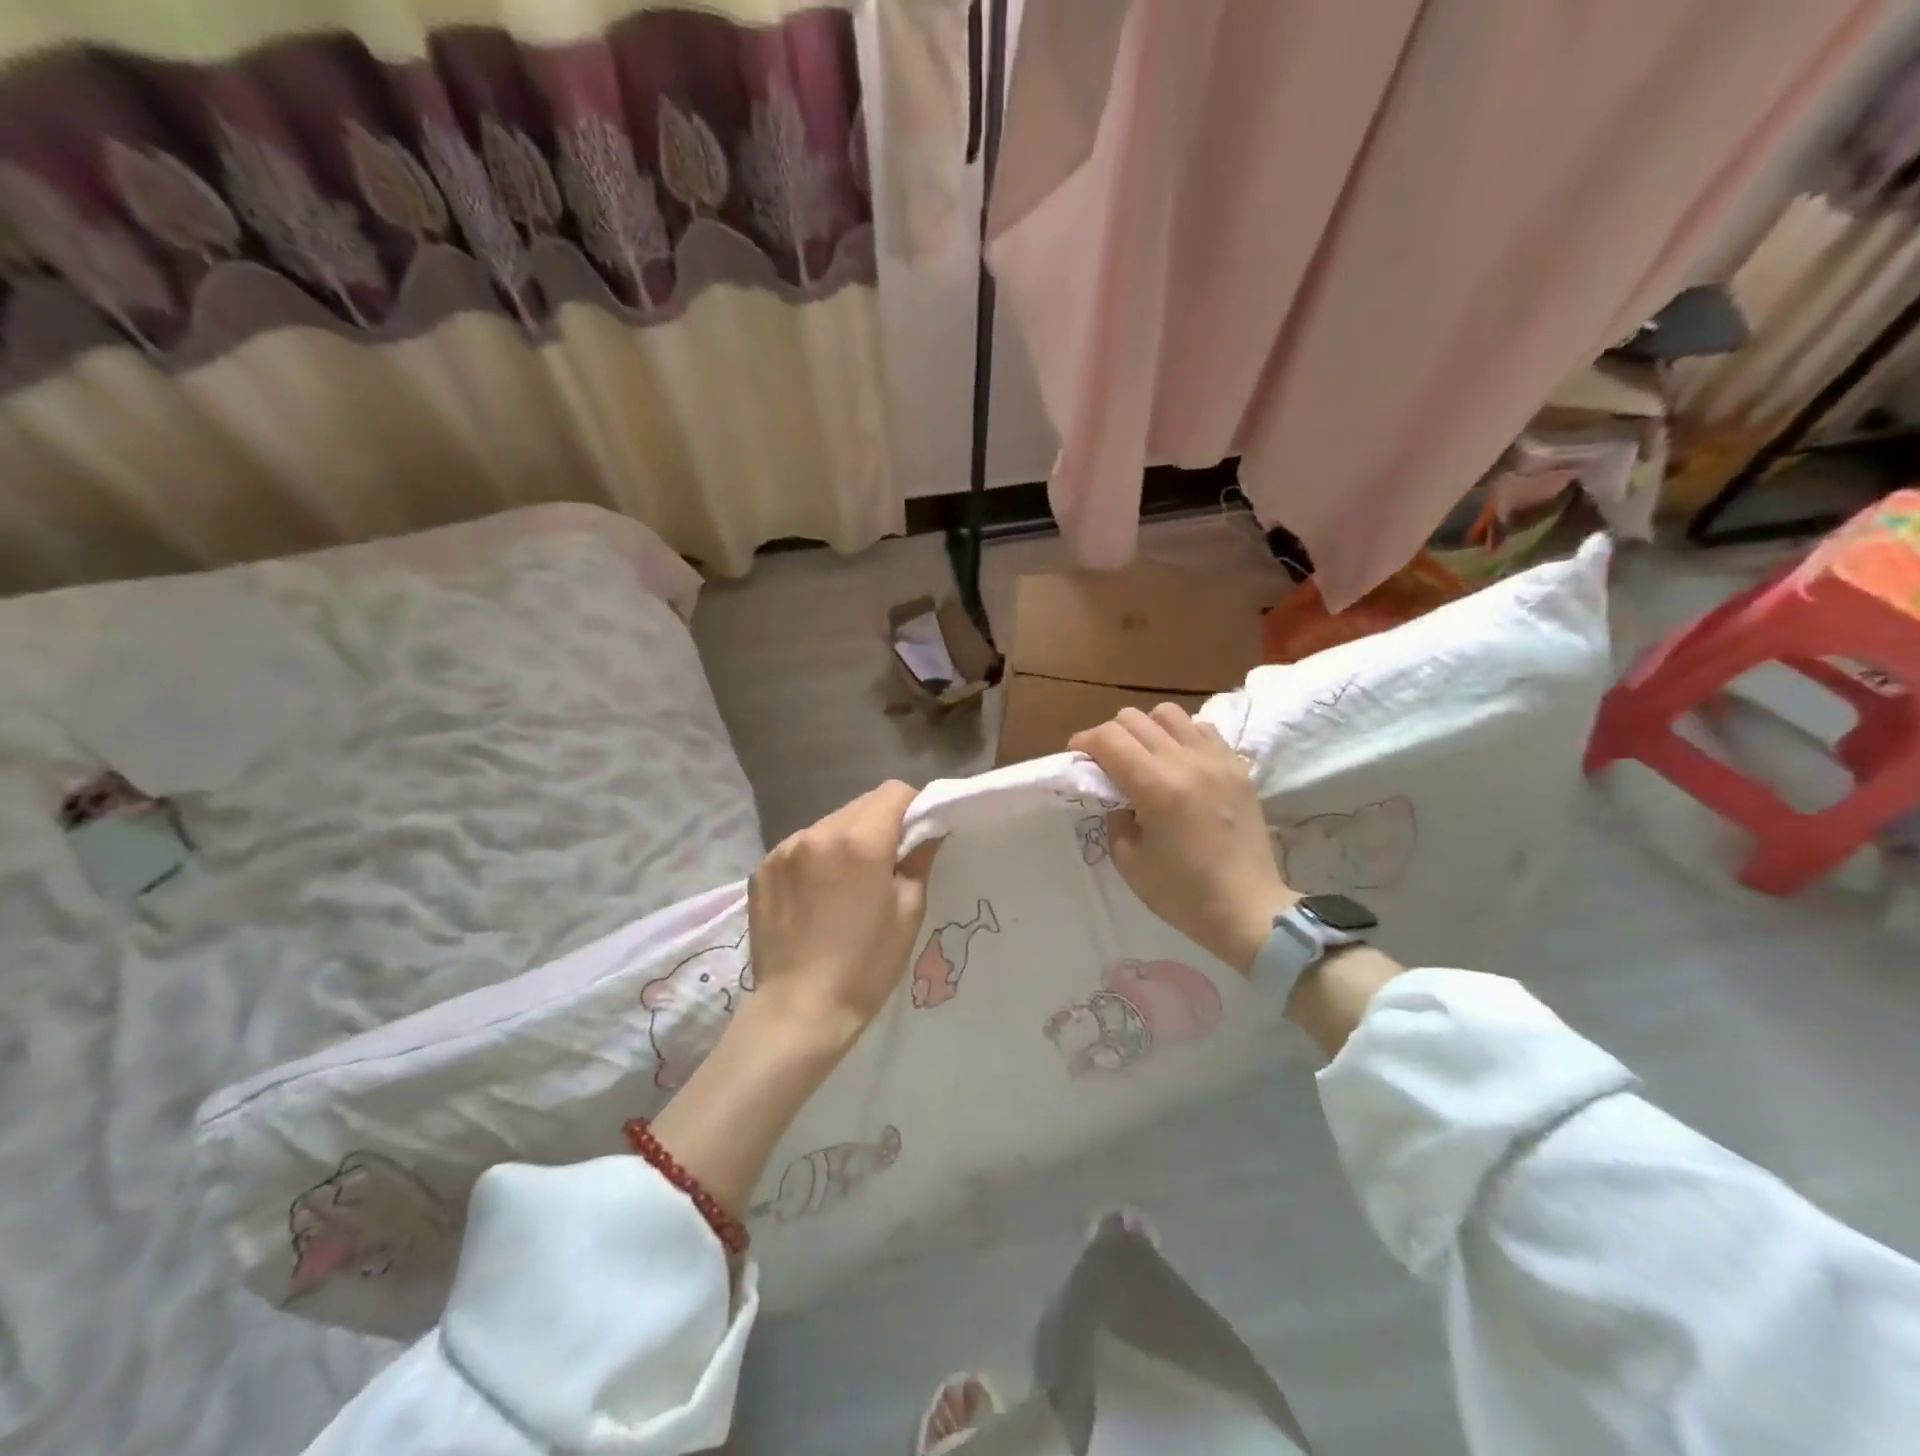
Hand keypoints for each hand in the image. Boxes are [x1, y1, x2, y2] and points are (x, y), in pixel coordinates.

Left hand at [747, 779, 941, 1045]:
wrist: (799, 1011)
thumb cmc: (865, 966)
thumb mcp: (908, 912)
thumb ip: (918, 860)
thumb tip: (928, 831)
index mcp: (858, 840)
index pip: (893, 792)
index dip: (912, 809)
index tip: (916, 838)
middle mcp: (817, 832)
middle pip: (860, 805)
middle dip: (879, 824)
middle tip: (885, 865)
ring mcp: (783, 849)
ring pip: (829, 824)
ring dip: (844, 841)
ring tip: (846, 885)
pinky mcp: (762, 869)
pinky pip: (800, 847)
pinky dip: (815, 859)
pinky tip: (816, 898)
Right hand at [1069, 705, 1291, 975]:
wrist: (1249, 908)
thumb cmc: (1183, 893)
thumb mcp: (1129, 860)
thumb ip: (1115, 816)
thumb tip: (1114, 793)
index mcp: (1155, 786)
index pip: (1108, 738)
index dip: (1085, 742)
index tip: (1078, 757)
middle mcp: (1186, 761)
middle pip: (1134, 718)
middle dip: (1111, 735)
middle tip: (1107, 762)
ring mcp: (1216, 759)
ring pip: (1169, 713)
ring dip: (1147, 729)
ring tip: (1145, 756)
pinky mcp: (1237, 766)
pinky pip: (1202, 728)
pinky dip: (1181, 735)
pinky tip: (1179, 762)